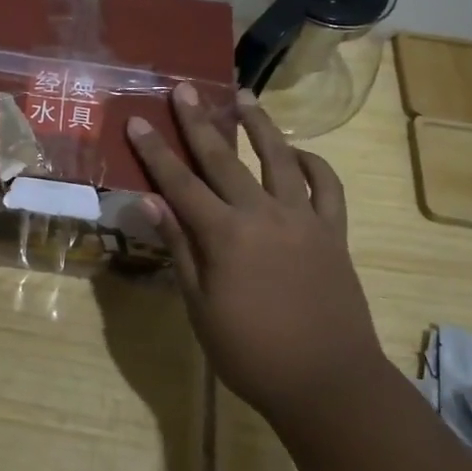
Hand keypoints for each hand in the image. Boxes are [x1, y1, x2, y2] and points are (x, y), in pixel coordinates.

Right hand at [126, 82, 381, 422]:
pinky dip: (314, 164)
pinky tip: (298, 153)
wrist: (327, 381)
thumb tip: (150, 202)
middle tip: (184, 88)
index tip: (138, 121)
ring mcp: (303, 219)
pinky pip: (327, 187)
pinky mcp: (334, 233)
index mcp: (225, 235)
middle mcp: (263, 214)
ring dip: (260, 124)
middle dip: (199, 122)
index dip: (155, 152)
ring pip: (279, 158)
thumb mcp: (200, 306)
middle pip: (224, 159)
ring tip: (244, 95)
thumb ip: (179, 248)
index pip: (180, 184)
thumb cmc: (251, 352)